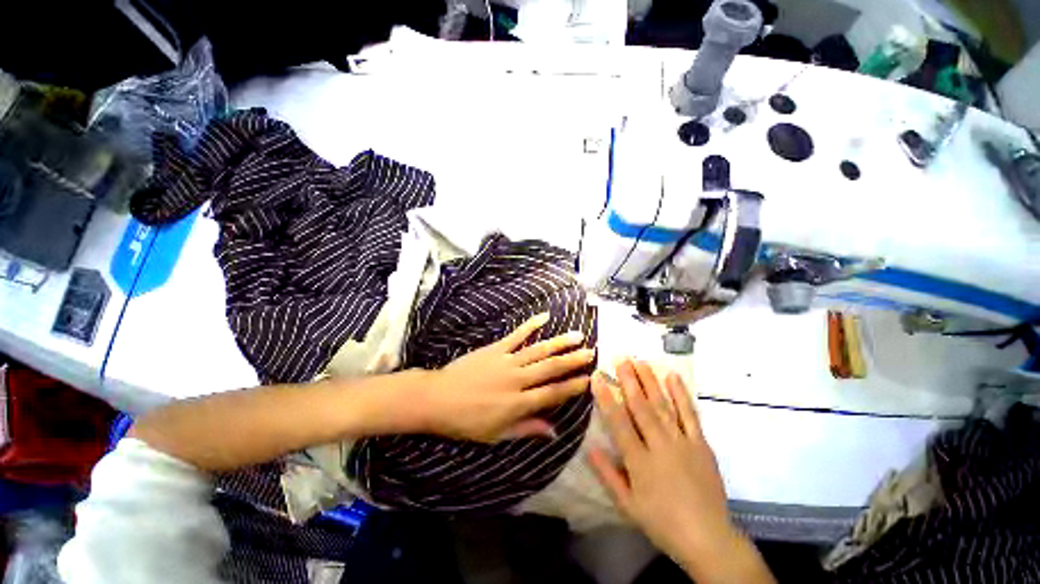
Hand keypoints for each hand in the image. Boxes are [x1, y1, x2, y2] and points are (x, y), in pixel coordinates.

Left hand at [412, 313, 593, 442]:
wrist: (438, 398)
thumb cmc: (466, 421)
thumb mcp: (496, 435)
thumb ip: (526, 429)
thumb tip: (554, 431)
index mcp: (518, 403)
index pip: (552, 394)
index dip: (572, 386)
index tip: (589, 378)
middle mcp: (517, 379)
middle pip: (550, 368)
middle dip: (573, 360)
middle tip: (591, 352)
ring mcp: (506, 361)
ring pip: (538, 350)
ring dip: (559, 342)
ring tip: (578, 335)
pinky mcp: (495, 348)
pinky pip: (516, 335)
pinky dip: (531, 325)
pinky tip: (544, 317)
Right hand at [589, 360, 774, 583]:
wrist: (708, 538)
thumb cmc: (662, 522)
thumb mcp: (627, 505)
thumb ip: (607, 474)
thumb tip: (589, 447)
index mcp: (640, 462)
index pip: (618, 423)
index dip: (606, 398)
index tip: (597, 377)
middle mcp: (660, 446)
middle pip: (641, 407)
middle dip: (629, 380)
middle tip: (621, 358)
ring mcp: (682, 442)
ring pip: (663, 406)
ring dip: (650, 381)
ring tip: (640, 361)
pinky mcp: (701, 444)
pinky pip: (690, 414)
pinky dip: (681, 394)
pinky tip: (673, 376)